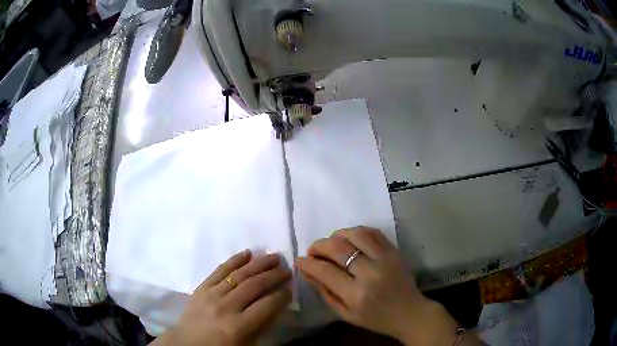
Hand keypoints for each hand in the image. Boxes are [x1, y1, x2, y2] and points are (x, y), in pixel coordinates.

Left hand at [152, 250, 291, 345]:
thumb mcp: (246, 345)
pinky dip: (234, 260)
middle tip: (287, 269)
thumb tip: (277, 304)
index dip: (282, 295)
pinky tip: (247, 253)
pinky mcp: (201, 288)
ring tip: (274, 257)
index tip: (290, 288)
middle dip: (274, 275)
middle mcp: (226, 307)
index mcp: (238, 327)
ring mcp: (211, 295)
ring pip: (239, 274)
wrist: (187, 344)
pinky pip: (219, 270)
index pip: (267, 305)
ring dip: (259, 264)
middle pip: (254, 286)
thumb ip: (263, 325)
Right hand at [296, 227, 462, 345]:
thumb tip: (307, 271)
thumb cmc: (375, 319)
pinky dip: (356, 232)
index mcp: (356, 295)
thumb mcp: (345, 314)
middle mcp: (370, 273)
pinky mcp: (394, 251)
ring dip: (337, 235)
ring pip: (355, 234)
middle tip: (313, 251)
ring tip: (331, 243)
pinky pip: (372, 232)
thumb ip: (325, 292)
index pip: (325, 271)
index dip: (308, 263)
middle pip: (338, 248)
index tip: (301, 260)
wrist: (409, 313)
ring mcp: (385, 259)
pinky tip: (349, 239)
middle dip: (319, 246)